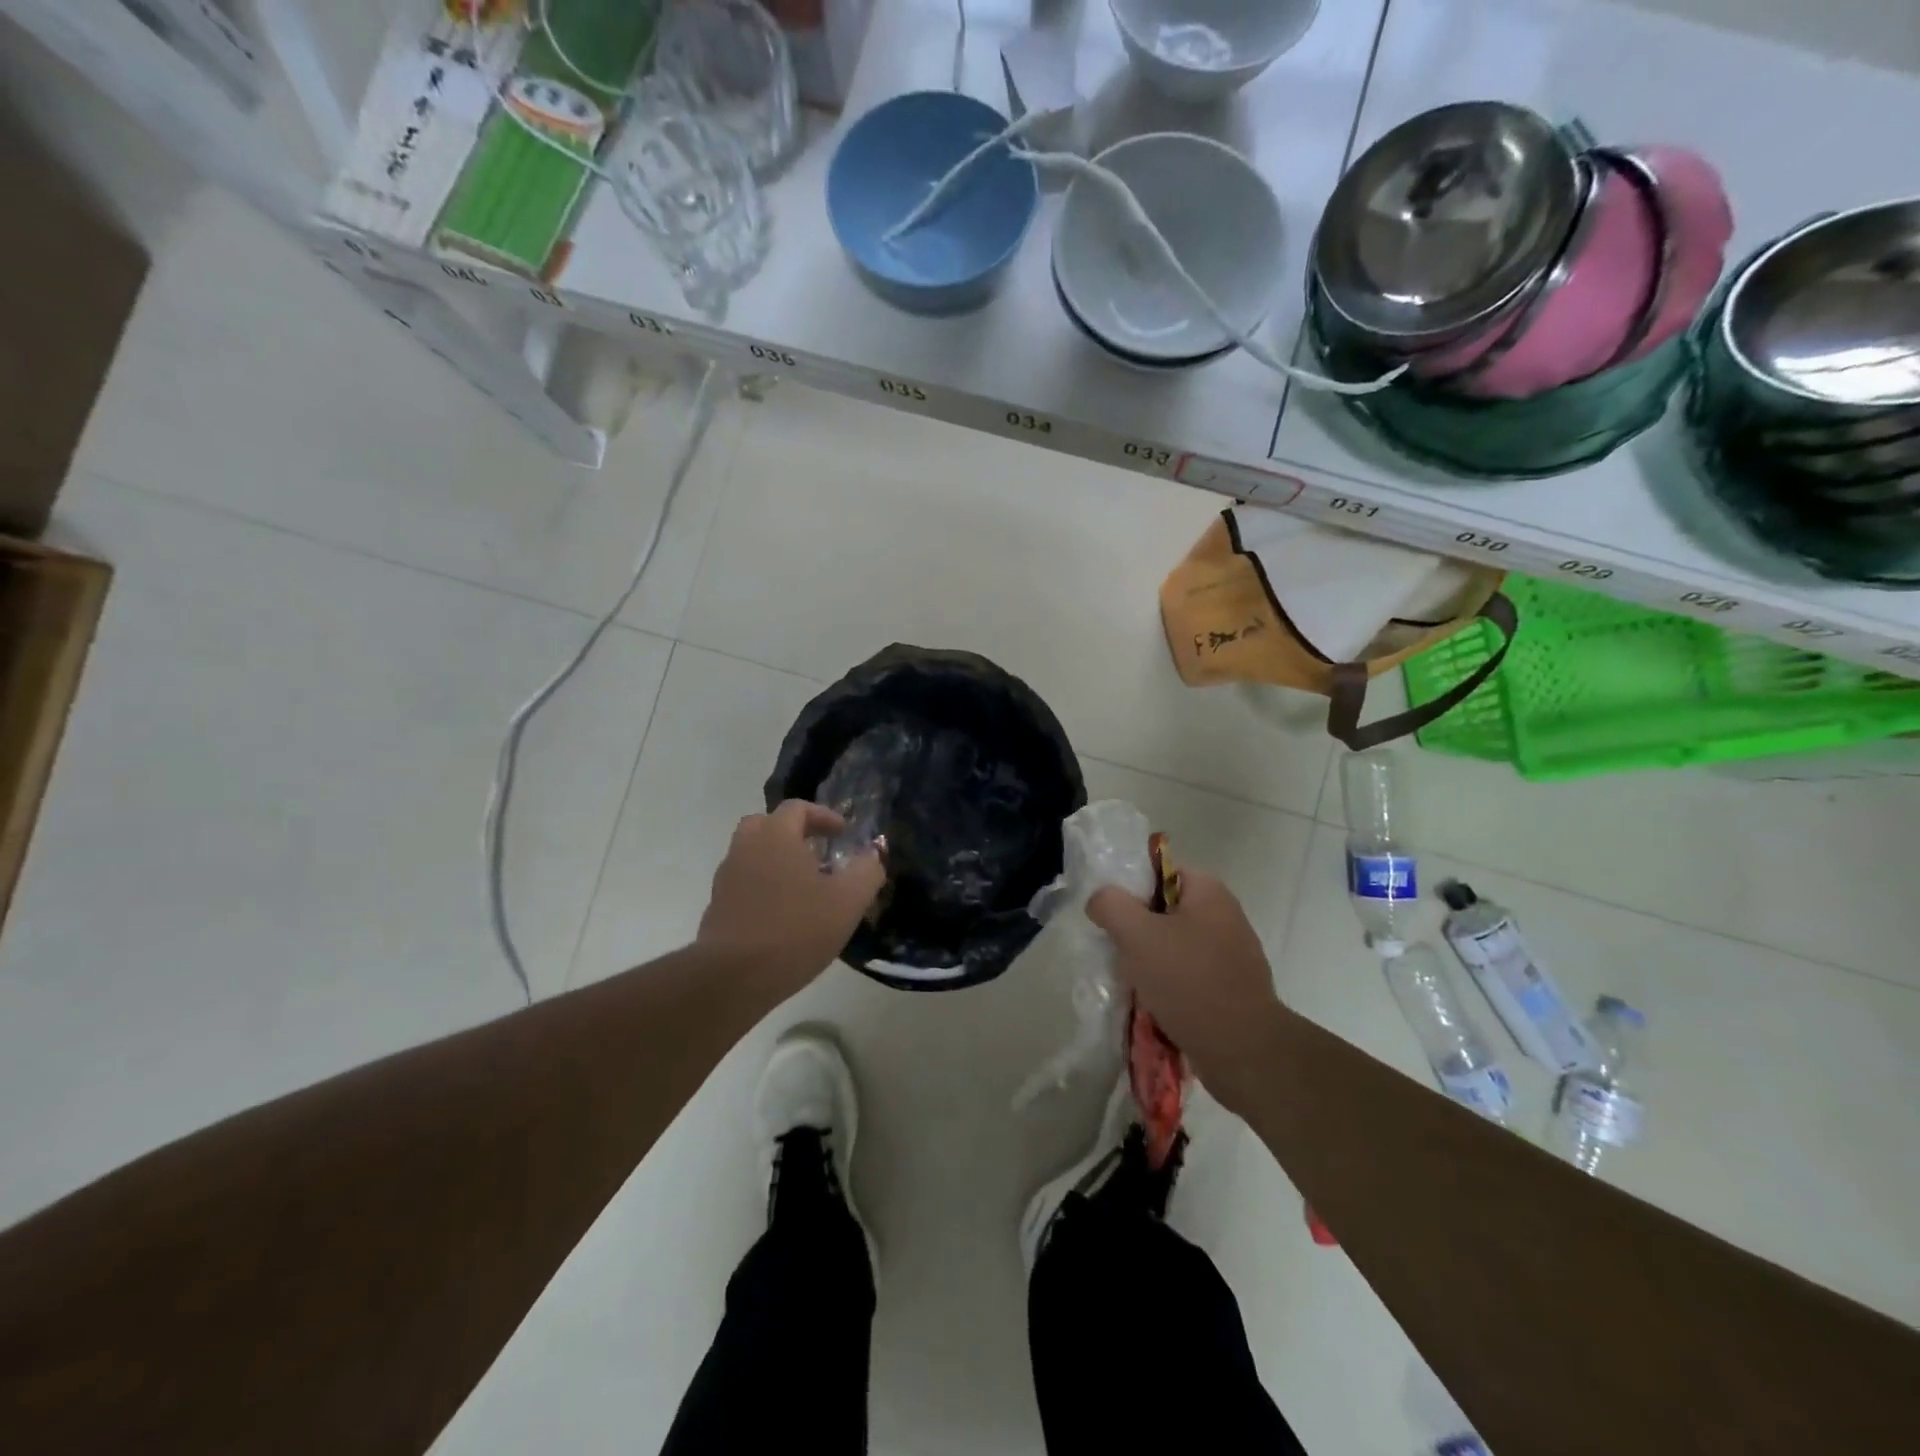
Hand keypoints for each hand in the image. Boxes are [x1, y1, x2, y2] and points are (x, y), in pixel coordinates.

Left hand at [698, 801, 885, 999]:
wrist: (733, 977)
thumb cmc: (795, 929)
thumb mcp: (848, 900)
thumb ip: (867, 870)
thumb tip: (874, 852)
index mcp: (775, 835)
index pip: (797, 808)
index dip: (823, 816)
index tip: (843, 833)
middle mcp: (746, 848)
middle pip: (767, 824)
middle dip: (793, 832)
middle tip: (817, 852)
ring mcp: (726, 878)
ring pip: (752, 855)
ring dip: (777, 860)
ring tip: (804, 886)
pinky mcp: (717, 907)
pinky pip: (744, 883)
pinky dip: (763, 886)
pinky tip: (783, 914)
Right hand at [1087, 872, 1288, 1115]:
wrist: (1243, 1051)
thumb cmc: (1188, 981)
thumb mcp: (1136, 935)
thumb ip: (1110, 905)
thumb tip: (1101, 900)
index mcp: (1208, 890)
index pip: (1158, 870)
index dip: (1129, 888)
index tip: (1110, 915)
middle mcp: (1225, 914)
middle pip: (1164, 909)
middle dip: (1137, 929)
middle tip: (1117, 950)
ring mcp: (1232, 952)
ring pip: (1175, 944)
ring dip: (1151, 961)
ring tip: (1132, 981)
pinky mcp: (1232, 986)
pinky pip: (1189, 974)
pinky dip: (1170, 984)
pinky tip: (1154, 1003)